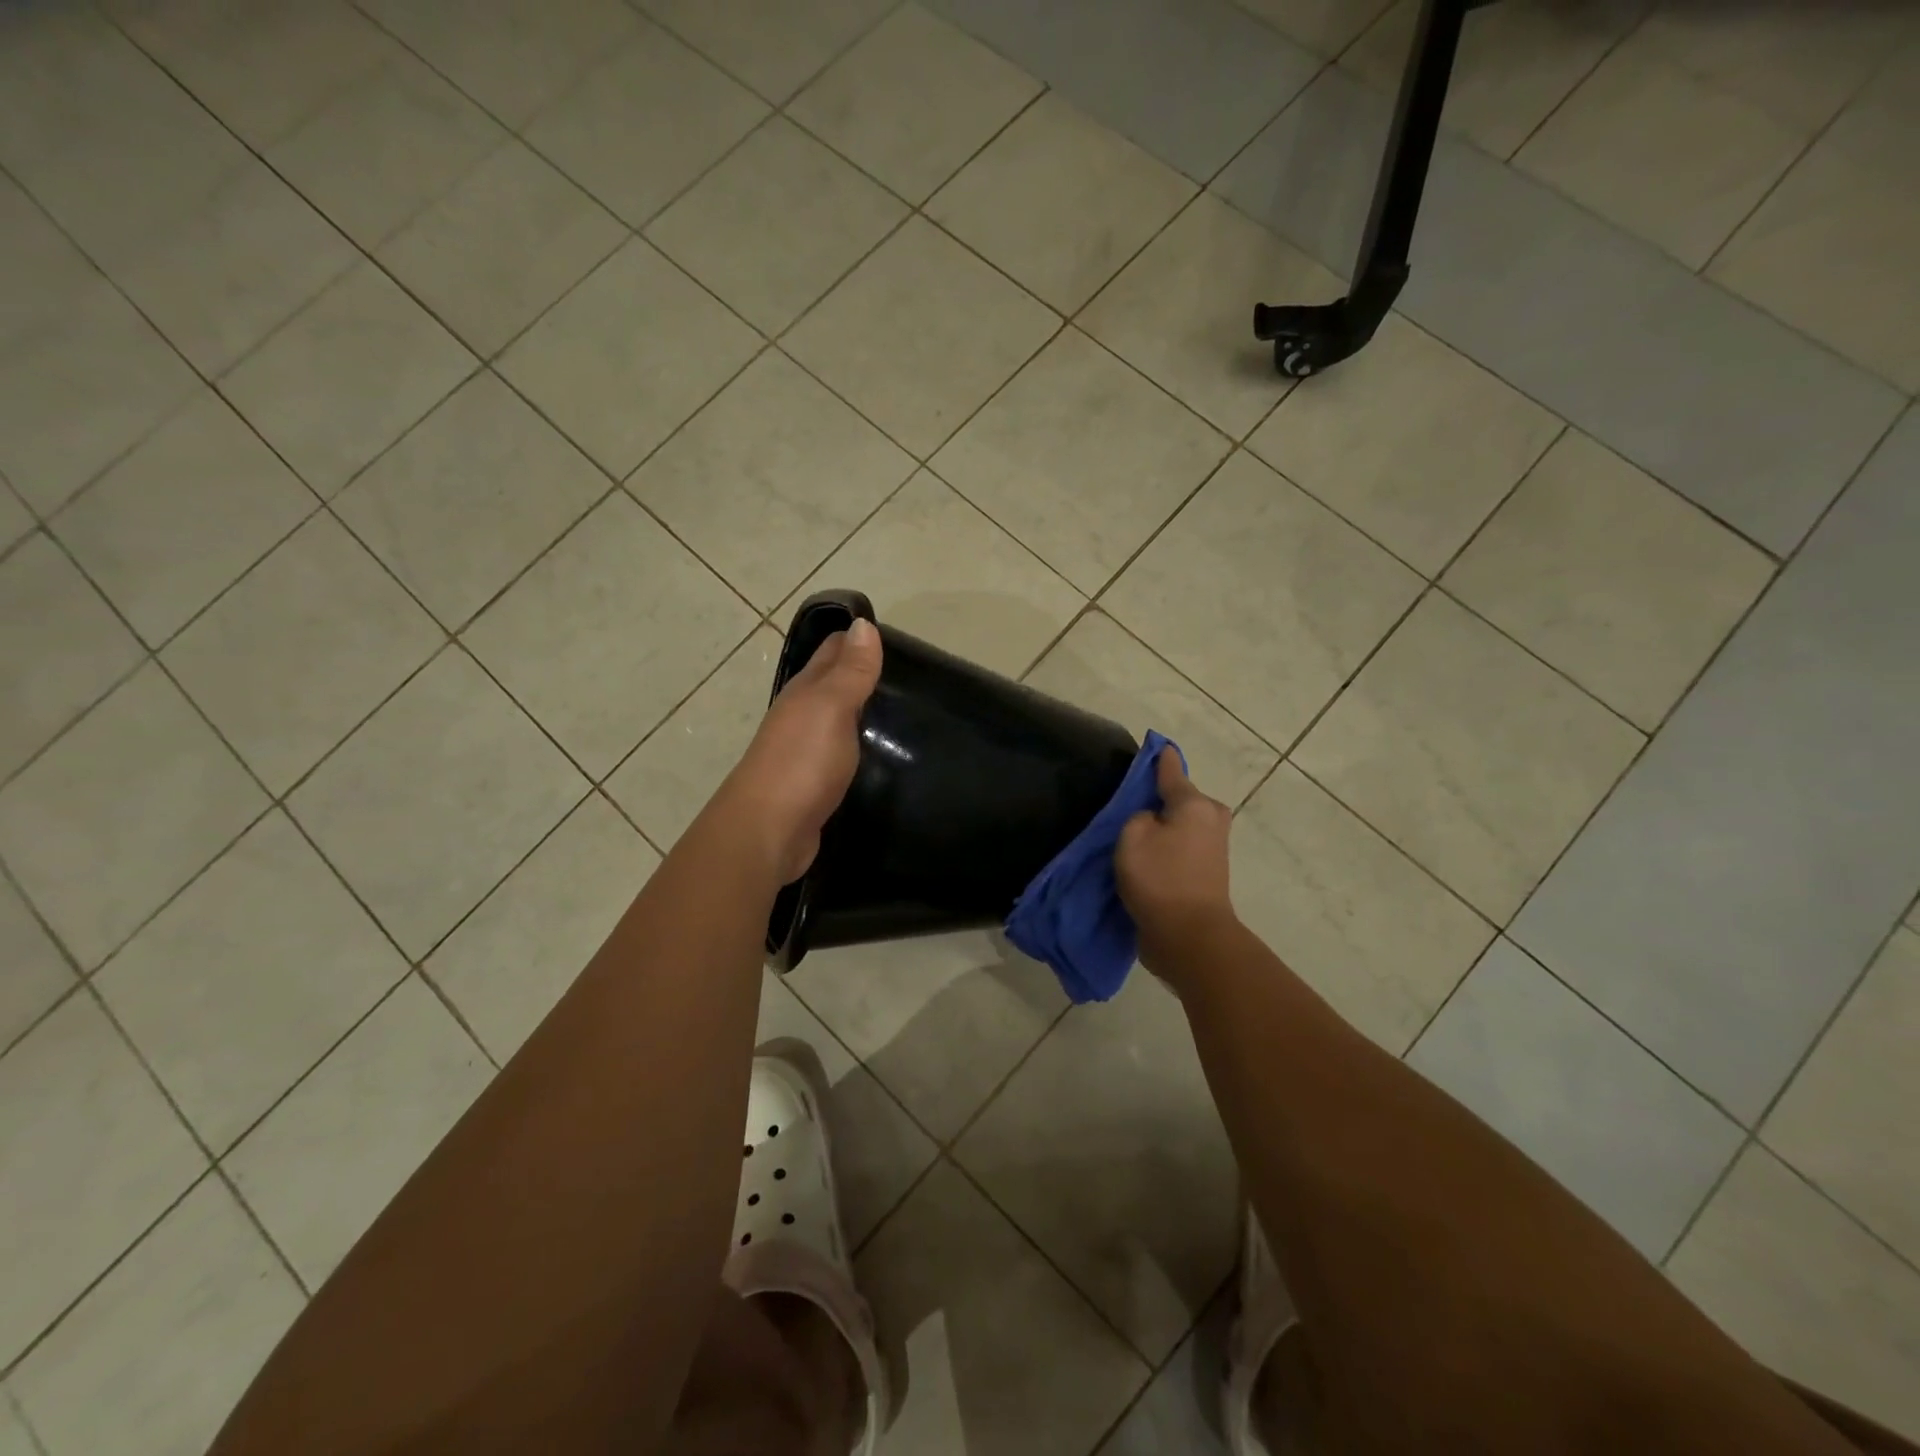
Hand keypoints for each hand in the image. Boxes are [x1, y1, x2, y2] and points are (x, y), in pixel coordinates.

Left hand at [723, 619, 882, 883]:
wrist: (768, 831)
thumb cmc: (801, 762)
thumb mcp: (831, 708)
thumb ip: (850, 671)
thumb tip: (862, 624)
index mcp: (805, 692)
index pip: (833, 651)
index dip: (859, 639)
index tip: (897, 636)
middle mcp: (801, 715)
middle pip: (833, 684)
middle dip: (863, 673)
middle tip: (912, 673)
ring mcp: (805, 751)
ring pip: (837, 720)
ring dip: (862, 711)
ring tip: (904, 710)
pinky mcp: (813, 784)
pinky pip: (839, 753)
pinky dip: (858, 745)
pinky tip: (879, 752)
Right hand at [1116, 748, 1235, 976]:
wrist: (1189, 938)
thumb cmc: (1160, 879)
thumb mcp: (1133, 836)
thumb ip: (1137, 816)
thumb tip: (1151, 820)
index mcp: (1195, 803)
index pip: (1171, 770)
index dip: (1159, 758)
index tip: (1156, 745)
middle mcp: (1210, 819)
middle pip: (1179, 799)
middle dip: (1158, 799)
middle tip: (1128, 807)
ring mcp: (1213, 848)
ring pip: (1179, 825)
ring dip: (1161, 827)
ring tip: (1131, 833)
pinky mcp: (1207, 874)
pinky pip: (1180, 848)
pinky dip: (1165, 849)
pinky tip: (1144, 856)